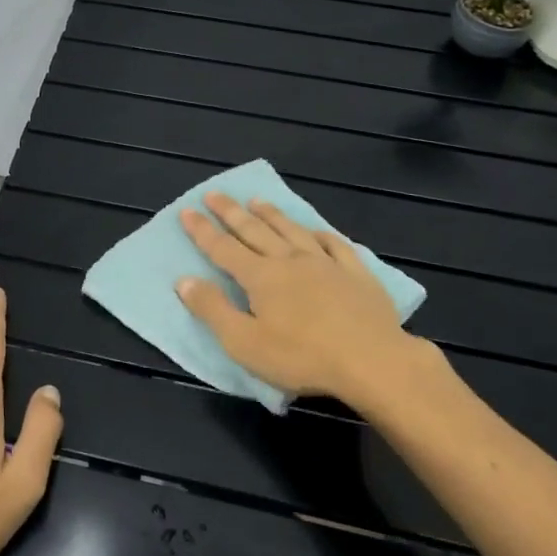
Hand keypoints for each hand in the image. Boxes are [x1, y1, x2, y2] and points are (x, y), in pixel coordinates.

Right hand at [176, 193, 441, 402]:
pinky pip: (335, 244)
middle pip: (254, 231)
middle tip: (214, 193)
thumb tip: (183, 281)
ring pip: (292, 230)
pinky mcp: (356, 274)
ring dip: (271, 214)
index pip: (222, 248)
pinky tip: (316, 230)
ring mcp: (325, 263)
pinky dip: (321, 234)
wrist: (373, 361)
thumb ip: (212, 310)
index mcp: (260, 277)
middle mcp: (289, 260)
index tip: (187, 210)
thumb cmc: (302, 357)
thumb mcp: (244, 343)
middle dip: (230, 212)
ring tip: (256, 200)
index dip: (202, 230)